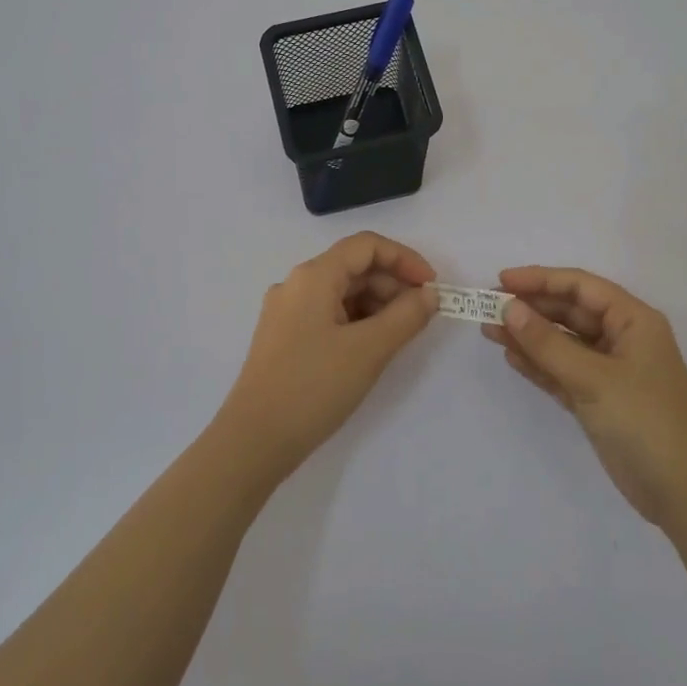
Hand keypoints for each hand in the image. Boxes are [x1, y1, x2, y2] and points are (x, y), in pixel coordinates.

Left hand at [216, 232, 439, 478]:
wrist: (254, 440)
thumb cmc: (314, 387)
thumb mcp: (370, 350)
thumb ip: (406, 316)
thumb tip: (430, 294)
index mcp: (313, 276)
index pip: (366, 246)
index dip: (405, 259)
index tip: (432, 287)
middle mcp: (296, 284)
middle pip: (353, 267)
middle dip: (392, 285)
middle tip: (419, 317)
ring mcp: (286, 311)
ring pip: (341, 292)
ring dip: (376, 304)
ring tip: (398, 335)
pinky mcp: (284, 337)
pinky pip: (327, 313)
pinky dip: (356, 321)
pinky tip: (371, 347)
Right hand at [483, 266, 686, 529]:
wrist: (684, 494)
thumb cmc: (646, 422)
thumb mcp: (593, 378)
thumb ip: (548, 343)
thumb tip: (509, 308)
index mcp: (633, 321)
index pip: (581, 287)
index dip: (540, 279)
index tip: (500, 281)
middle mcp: (622, 338)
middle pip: (569, 312)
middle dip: (530, 308)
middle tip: (486, 307)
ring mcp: (610, 371)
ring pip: (563, 342)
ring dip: (529, 336)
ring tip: (488, 329)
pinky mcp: (599, 399)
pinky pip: (562, 371)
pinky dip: (539, 364)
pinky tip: (511, 356)